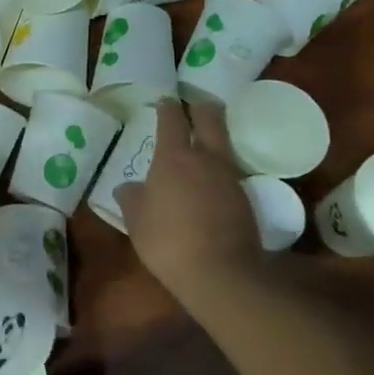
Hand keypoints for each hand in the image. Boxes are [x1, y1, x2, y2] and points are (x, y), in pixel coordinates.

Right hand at [116, 97, 260, 305]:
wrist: (221, 272)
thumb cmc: (168, 241)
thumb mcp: (136, 221)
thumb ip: (131, 198)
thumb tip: (127, 187)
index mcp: (173, 158)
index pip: (172, 120)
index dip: (167, 108)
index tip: (165, 102)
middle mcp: (205, 159)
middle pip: (209, 119)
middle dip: (201, 108)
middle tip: (194, 105)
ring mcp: (230, 177)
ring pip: (224, 145)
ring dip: (214, 138)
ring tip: (203, 142)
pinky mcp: (246, 198)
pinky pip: (230, 172)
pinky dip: (220, 169)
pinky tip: (211, 181)